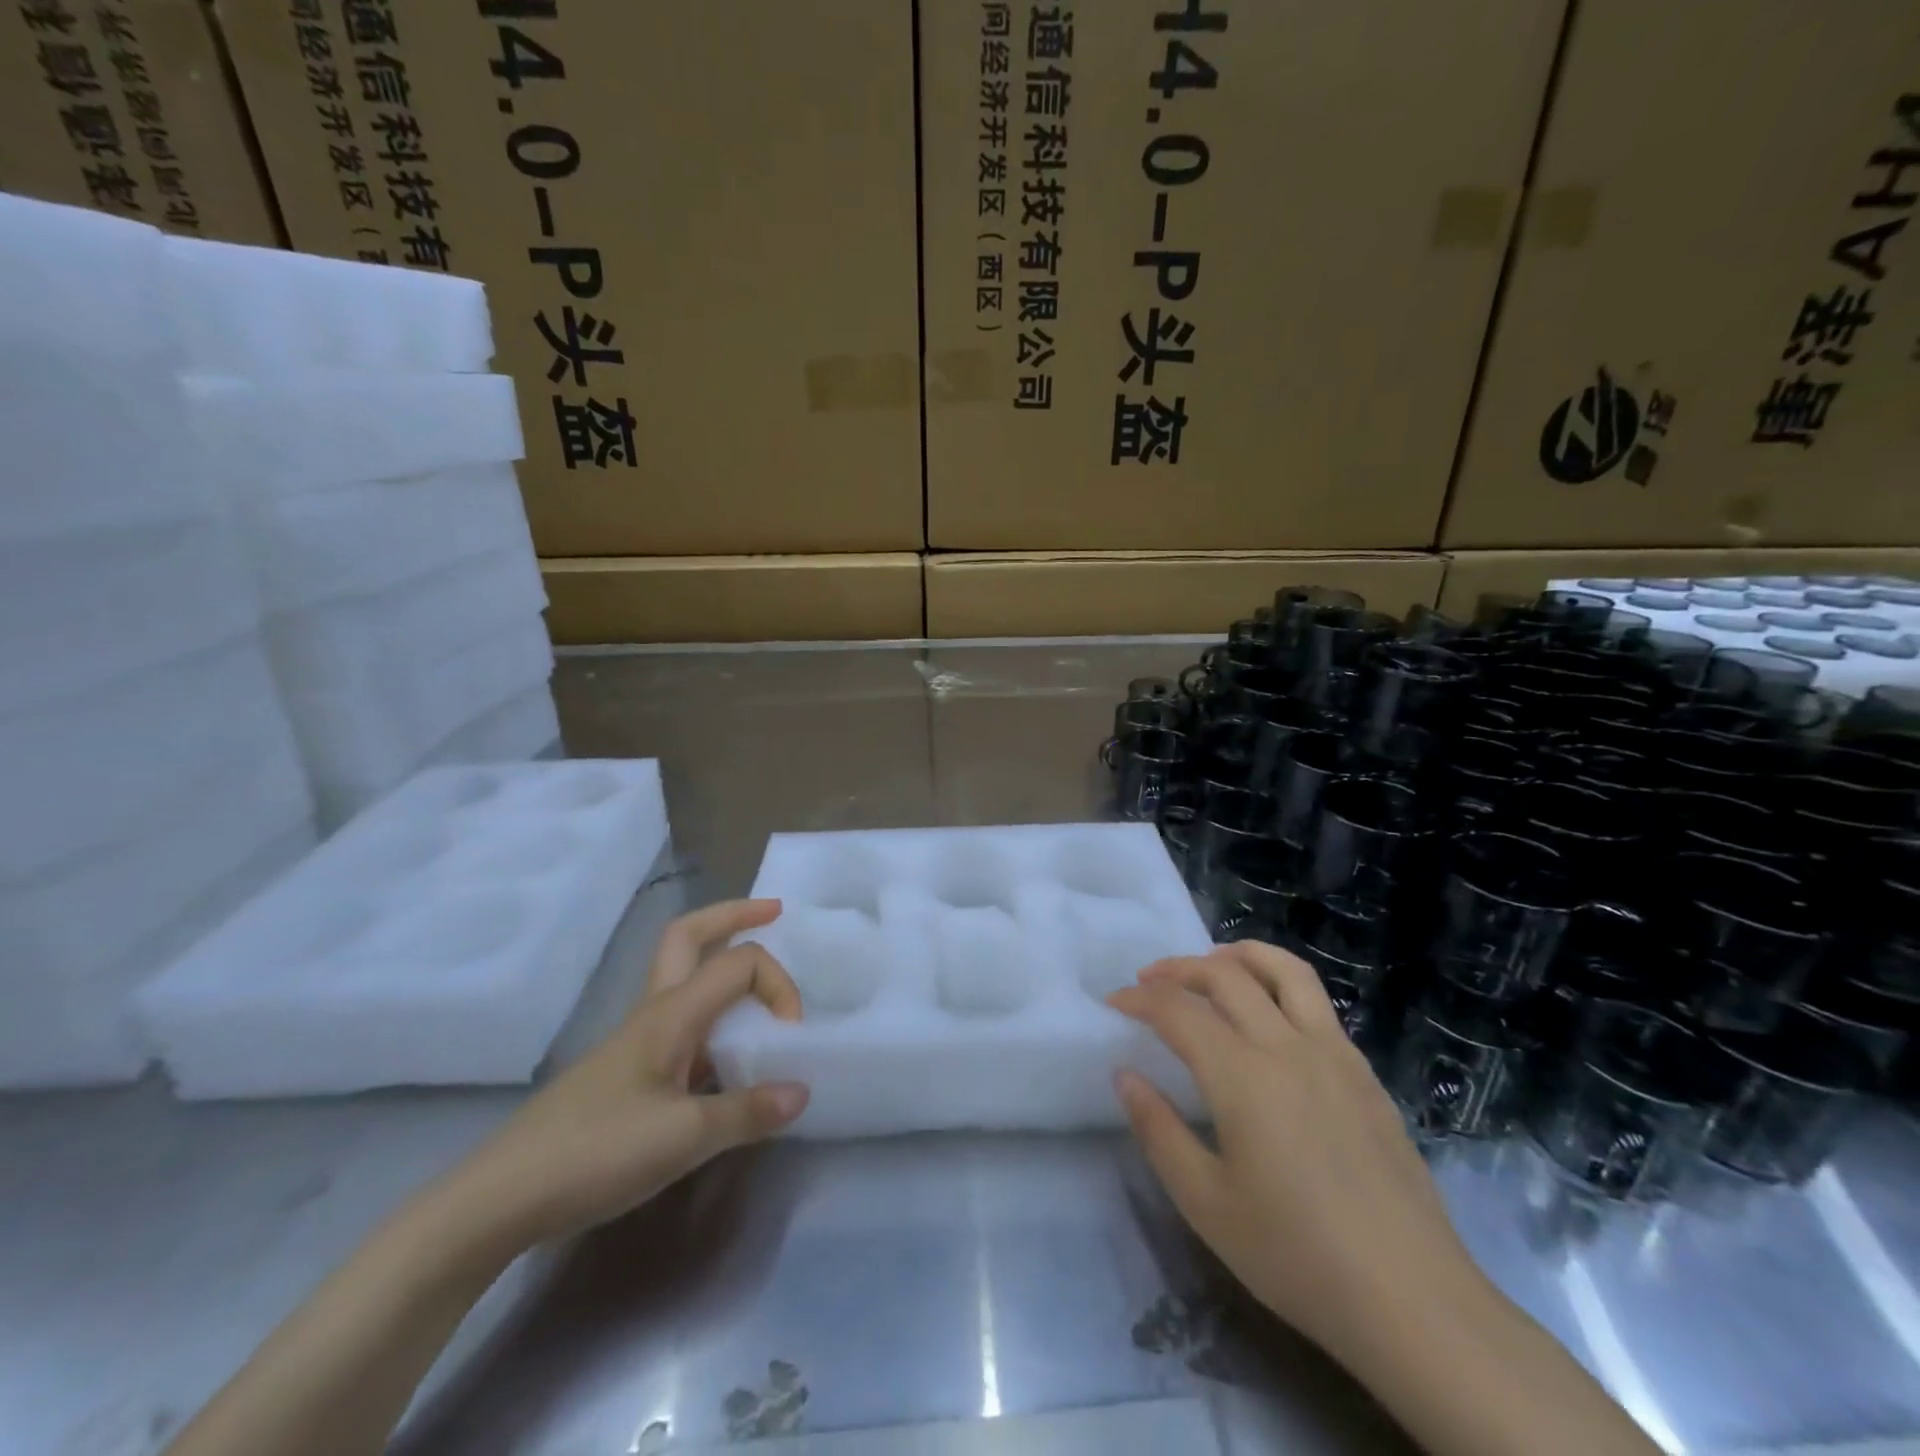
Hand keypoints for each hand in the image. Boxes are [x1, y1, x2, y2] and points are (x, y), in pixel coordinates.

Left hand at [450, 899, 809, 1250]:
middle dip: (734, 914)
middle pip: (690, 935)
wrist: (501, 1197)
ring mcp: (637, 1039)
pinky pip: (681, 1019)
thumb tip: (801, 1092)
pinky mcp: (628, 1070)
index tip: (791, 1036)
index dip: (778, 985)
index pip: (739, 964)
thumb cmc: (595, 1153)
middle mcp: (654, 1012)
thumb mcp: (683, 1139)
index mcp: (671, 1014)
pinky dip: (713, 1012)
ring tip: (759, 979)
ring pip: (682, 973)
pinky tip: (727, 1052)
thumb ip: (747, 1112)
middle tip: (774, 912)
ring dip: (721, 959)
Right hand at [1108, 942, 1481, 1365]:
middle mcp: (1287, 1046)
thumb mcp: (1206, 1204)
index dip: (1139, 998)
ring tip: (1212, 963)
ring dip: (1239, 955)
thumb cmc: (1296, 1255)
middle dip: (1178, 968)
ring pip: (1284, 970)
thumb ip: (1158, 1130)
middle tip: (1149, 980)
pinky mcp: (1364, 1072)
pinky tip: (1269, 1016)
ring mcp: (1334, 1053)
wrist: (1412, 1300)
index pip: (1177, 1010)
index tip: (1114, 1002)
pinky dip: (1279, 983)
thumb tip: (1125, 1075)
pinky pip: (1316, 1002)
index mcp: (1242, 1075)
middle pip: (1225, 975)